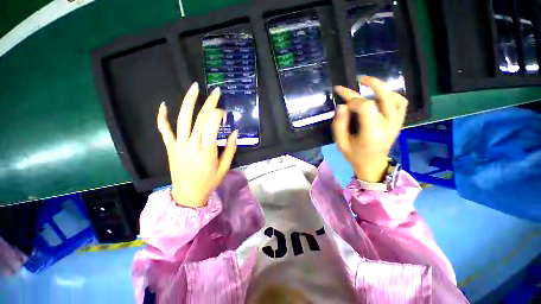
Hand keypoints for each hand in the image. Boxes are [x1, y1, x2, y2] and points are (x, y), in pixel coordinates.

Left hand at [156, 82, 237, 207]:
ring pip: (183, 119)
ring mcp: (178, 145)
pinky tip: (163, 105)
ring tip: (194, 88)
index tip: (224, 112)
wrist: (187, 195)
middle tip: (216, 91)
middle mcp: (192, 145)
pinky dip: (162, 117)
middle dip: (209, 103)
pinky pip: (164, 130)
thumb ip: (231, 149)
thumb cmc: (209, 181)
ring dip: (188, 101)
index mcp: (207, 151)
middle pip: (200, 118)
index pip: (212, 125)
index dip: (219, 115)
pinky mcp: (170, 147)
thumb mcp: (224, 168)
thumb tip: (235, 132)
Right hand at [332, 76, 407, 182]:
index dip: (353, 98)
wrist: (372, 165)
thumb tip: (342, 106)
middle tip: (356, 80)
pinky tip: (382, 93)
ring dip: (382, 87)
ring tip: (368, 82)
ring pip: (395, 98)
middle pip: (381, 99)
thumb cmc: (354, 155)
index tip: (342, 97)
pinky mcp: (399, 123)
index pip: (366, 107)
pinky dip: (392, 95)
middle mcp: (388, 126)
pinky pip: (401, 104)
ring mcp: (396, 124)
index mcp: (372, 134)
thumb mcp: (340, 143)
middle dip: (367, 87)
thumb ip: (339, 125)